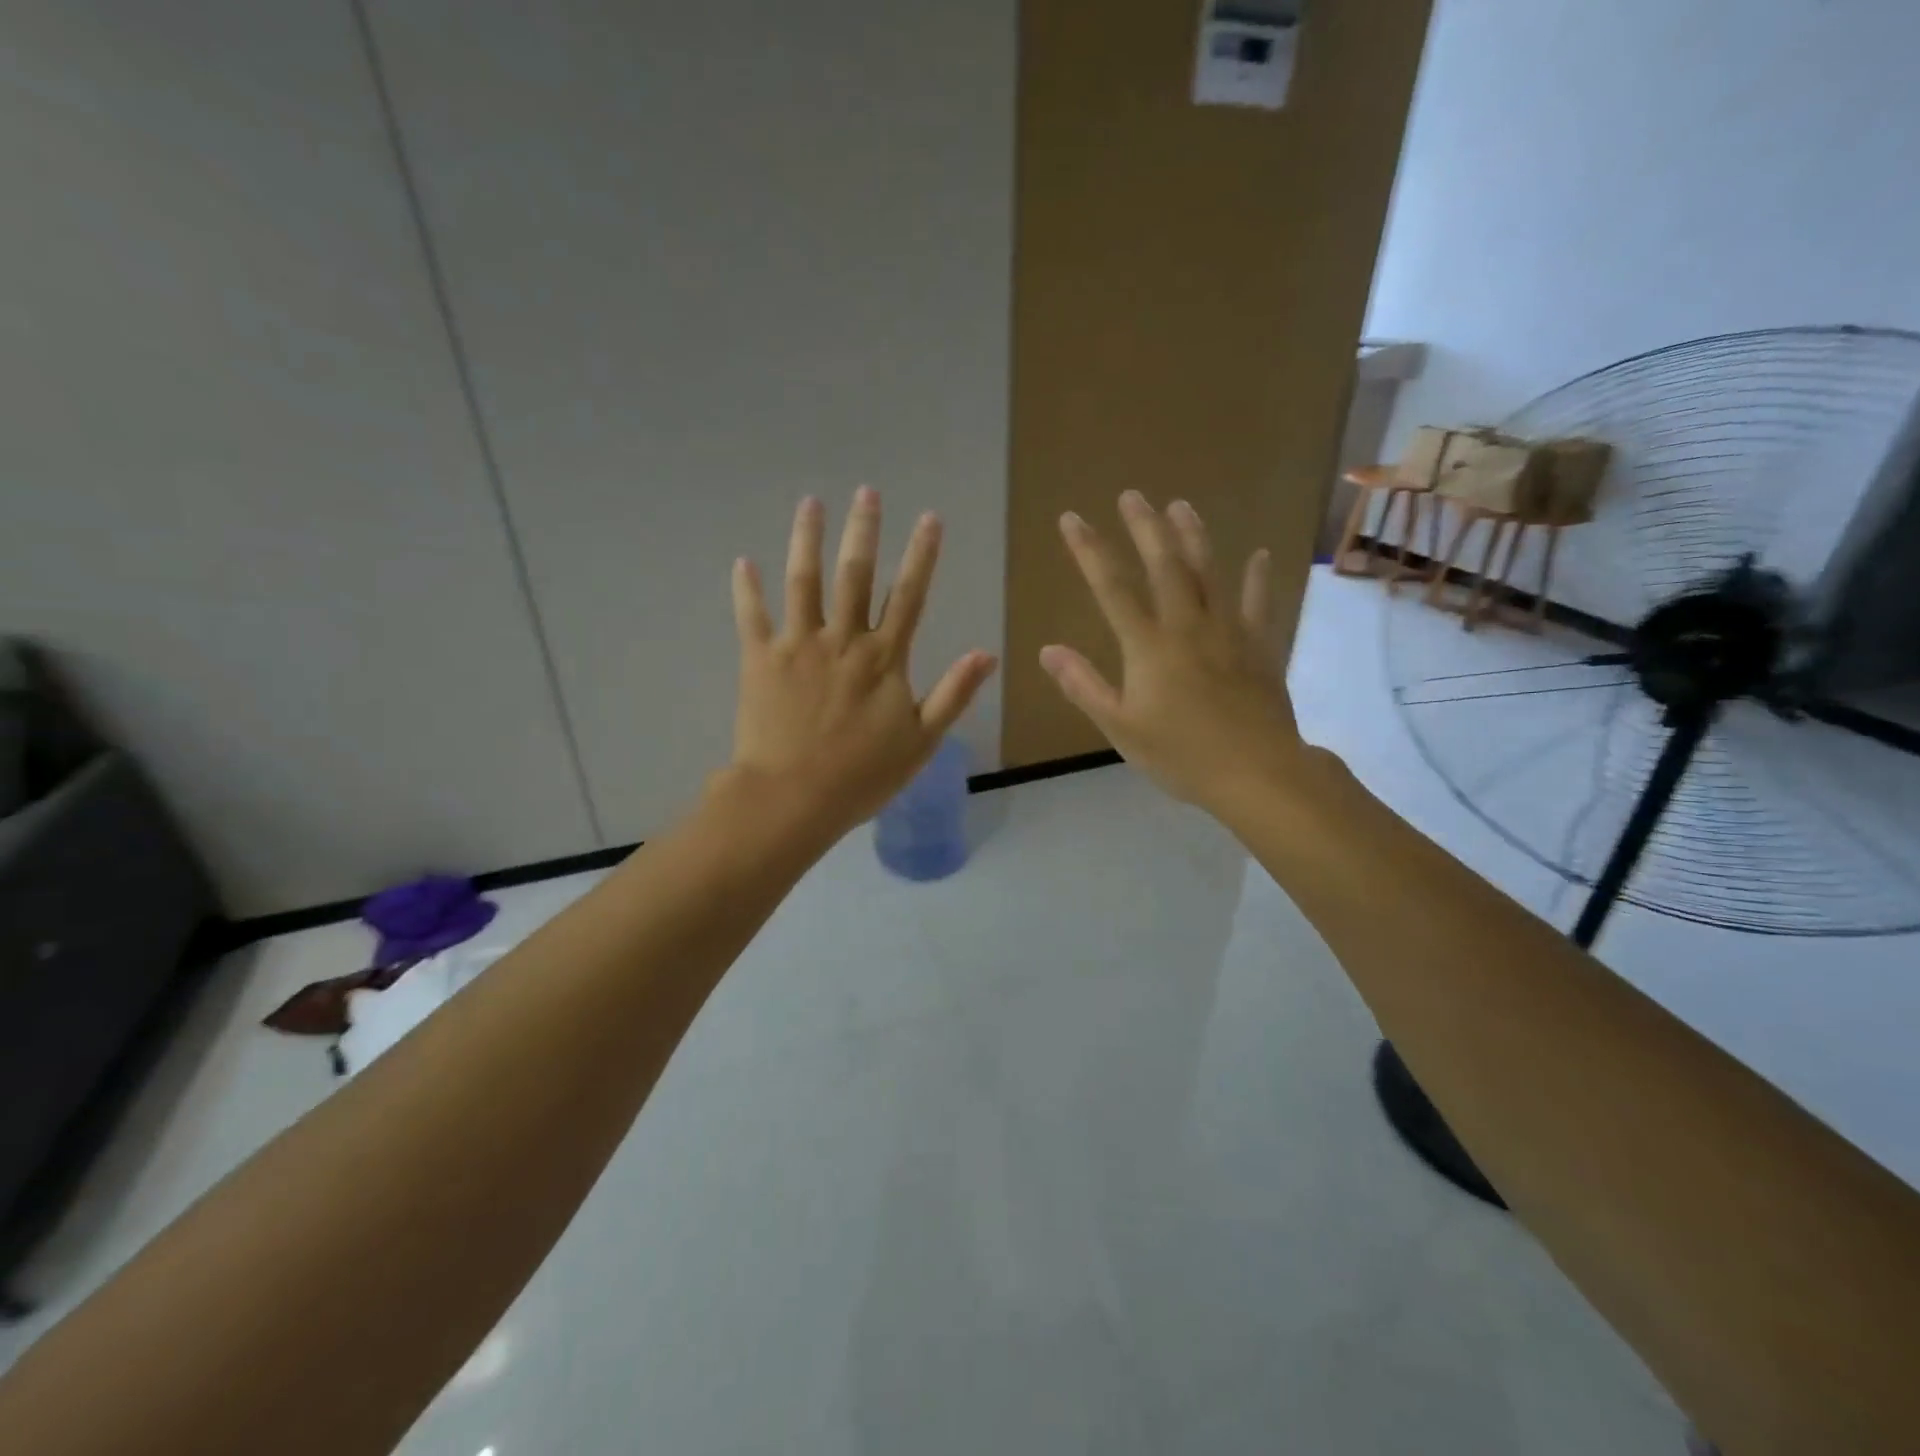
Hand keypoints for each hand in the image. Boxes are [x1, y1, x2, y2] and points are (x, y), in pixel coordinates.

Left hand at [727, 488, 997, 839]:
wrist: (793, 797)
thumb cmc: (862, 775)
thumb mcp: (921, 741)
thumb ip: (953, 695)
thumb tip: (987, 655)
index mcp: (883, 659)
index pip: (908, 595)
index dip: (921, 555)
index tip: (929, 518)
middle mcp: (842, 640)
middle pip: (855, 574)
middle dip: (863, 530)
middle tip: (866, 491)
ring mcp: (798, 645)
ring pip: (803, 581)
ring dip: (807, 539)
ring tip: (811, 504)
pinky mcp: (759, 659)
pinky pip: (751, 616)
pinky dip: (746, 589)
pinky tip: (743, 562)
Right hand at [1041, 491, 1299, 810]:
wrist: (1256, 773)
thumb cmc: (1181, 755)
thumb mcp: (1120, 727)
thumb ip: (1084, 686)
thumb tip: (1048, 650)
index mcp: (1148, 646)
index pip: (1112, 588)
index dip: (1090, 551)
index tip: (1072, 519)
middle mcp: (1187, 626)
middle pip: (1164, 566)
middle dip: (1144, 528)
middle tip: (1132, 495)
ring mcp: (1229, 632)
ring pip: (1209, 573)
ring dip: (1193, 536)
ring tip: (1181, 505)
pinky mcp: (1260, 647)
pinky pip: (1259, 604)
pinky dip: (1259, 579)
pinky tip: (1260, 556)